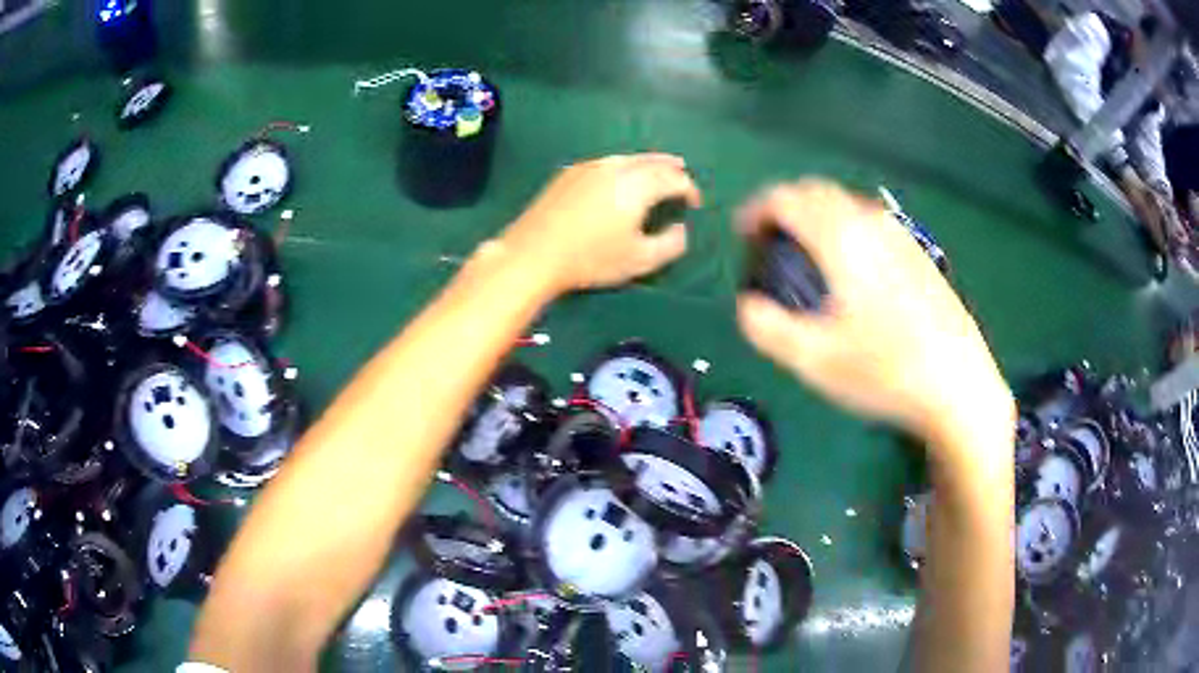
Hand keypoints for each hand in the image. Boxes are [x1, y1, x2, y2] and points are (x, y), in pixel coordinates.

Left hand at [501, 153, 701, 291]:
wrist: (534, 253)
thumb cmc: (591, 259)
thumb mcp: (640, 260)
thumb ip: (671, 244)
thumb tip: (682, 229)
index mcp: (638, 184)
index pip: (674, 179)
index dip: (690, 189)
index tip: (695, 203)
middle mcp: (616, 167)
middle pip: (652, 160)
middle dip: (671, 168)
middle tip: (682, 174)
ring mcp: (590, 166)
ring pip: (628, 158)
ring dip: (647, 164)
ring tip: (656, 170)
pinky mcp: (570, 173)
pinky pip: (607, 163)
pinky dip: (623, 167)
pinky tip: (620, 178)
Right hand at [735, 180, 1011, 449]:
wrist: (958, 385)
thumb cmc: (885, 373)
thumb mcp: (813, 360)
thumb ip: (765, 328)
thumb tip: (747, 305)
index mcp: (842, 238)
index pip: (786, 198)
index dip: (756, 210)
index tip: (743, 235)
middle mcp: (871, 223)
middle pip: (816, 190)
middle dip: (784, 207)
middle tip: (769, 241)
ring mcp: (901, 235)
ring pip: (846, 203)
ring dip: (816, 214)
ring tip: (806, 253)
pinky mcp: (919, 253)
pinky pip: (870, 221)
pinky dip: (845, 226)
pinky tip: (850, 267)